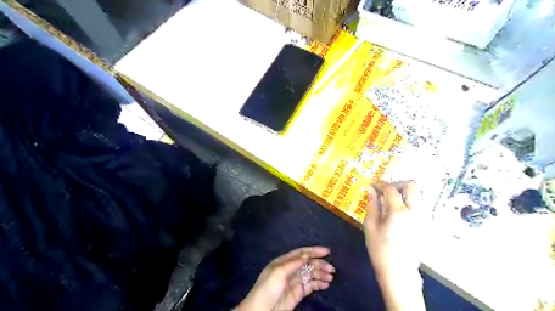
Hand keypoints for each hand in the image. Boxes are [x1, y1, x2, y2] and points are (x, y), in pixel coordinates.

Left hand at [232, 247, 332, 308]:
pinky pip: (310, 285)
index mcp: (284, 262)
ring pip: (311, 274)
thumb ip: (294, 263)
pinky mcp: (298, 293)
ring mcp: (295, 281)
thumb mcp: (279, 272)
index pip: (301, 253)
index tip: (327, 251)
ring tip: (330, 277)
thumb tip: (307, 255)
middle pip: (308, 263)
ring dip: (321, 274)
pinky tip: (326, 284)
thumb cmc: (268, 288)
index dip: (314, 251)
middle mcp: (291, 269)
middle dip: (320, 264)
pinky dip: (319, 284)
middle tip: (331, 269)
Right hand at [366, 181, 425, 308]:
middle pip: (412, 185)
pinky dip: (415, 200)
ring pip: (423, 193)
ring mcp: (425, 218)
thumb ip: (372, 205)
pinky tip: (403, 209)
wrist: (399, 272)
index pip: (390, 189)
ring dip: (409, 191)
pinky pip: (425, 204)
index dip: (380, 184)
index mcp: (398, 212)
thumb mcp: (370, 226)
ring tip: (397, 198)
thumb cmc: (380, 249)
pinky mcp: (428, 224)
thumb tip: (371, 189)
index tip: (373, 185)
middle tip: (387, 190)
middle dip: (398, 184)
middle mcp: (415, 211)